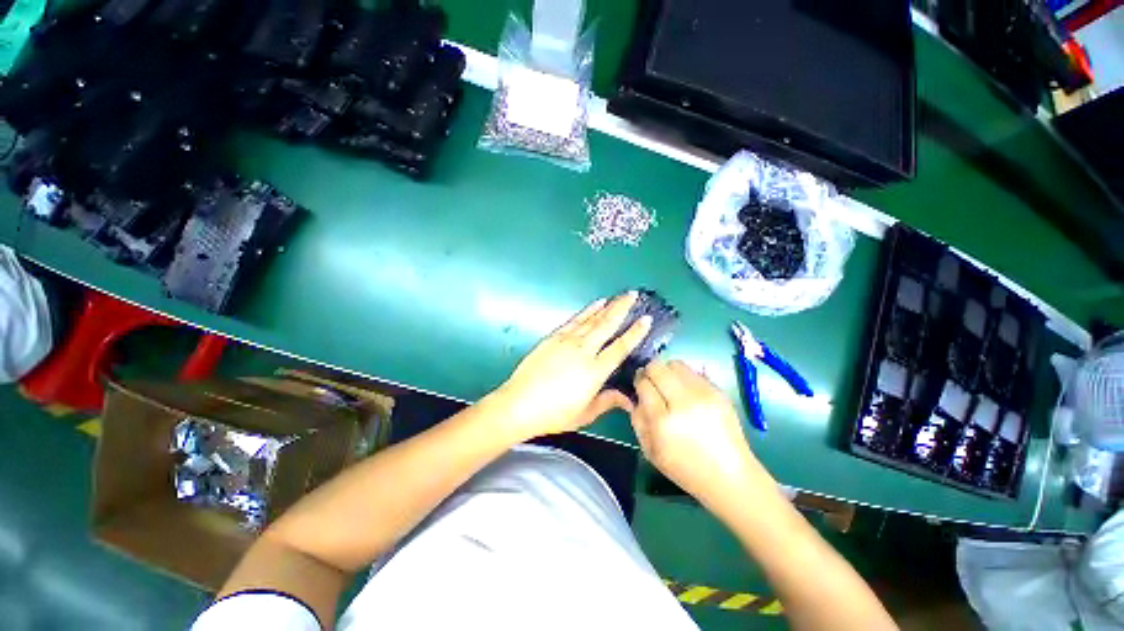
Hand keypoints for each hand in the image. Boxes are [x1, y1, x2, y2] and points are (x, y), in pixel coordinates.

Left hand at [494, 293, 651, 440]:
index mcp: (595, 371)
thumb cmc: (554, 414)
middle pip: (607, 325)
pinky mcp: (553, 337)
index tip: (646, 319)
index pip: (620, 347)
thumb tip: (629, 400)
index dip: (635, 333)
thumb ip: (608, 402)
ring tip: (618, 296)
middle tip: (634, 295)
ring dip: (607, 306)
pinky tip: (595, 304)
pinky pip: (575, 320)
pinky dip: (587, 311)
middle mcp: (584, 351)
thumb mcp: (584, 413)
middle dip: (622, 308)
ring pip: (592, 319)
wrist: (519, 404)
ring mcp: (567, 341)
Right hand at [631, 360, 769, 509]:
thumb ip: (637, 418)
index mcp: (663, 421)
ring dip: (667, 371)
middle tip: (652, 383)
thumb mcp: (650, 450)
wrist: (730, 477)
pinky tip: (688, 394)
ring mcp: (704, 395)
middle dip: (650, 372)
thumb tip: (635, 395)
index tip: (639, 388)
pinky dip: (685, 377)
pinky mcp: (719, 392)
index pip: (643, 384)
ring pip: (675, 364)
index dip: (638, 383)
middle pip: (657, 367)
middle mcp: (683, 403)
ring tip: (670, 387)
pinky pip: (694, 372)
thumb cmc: (685, 469)